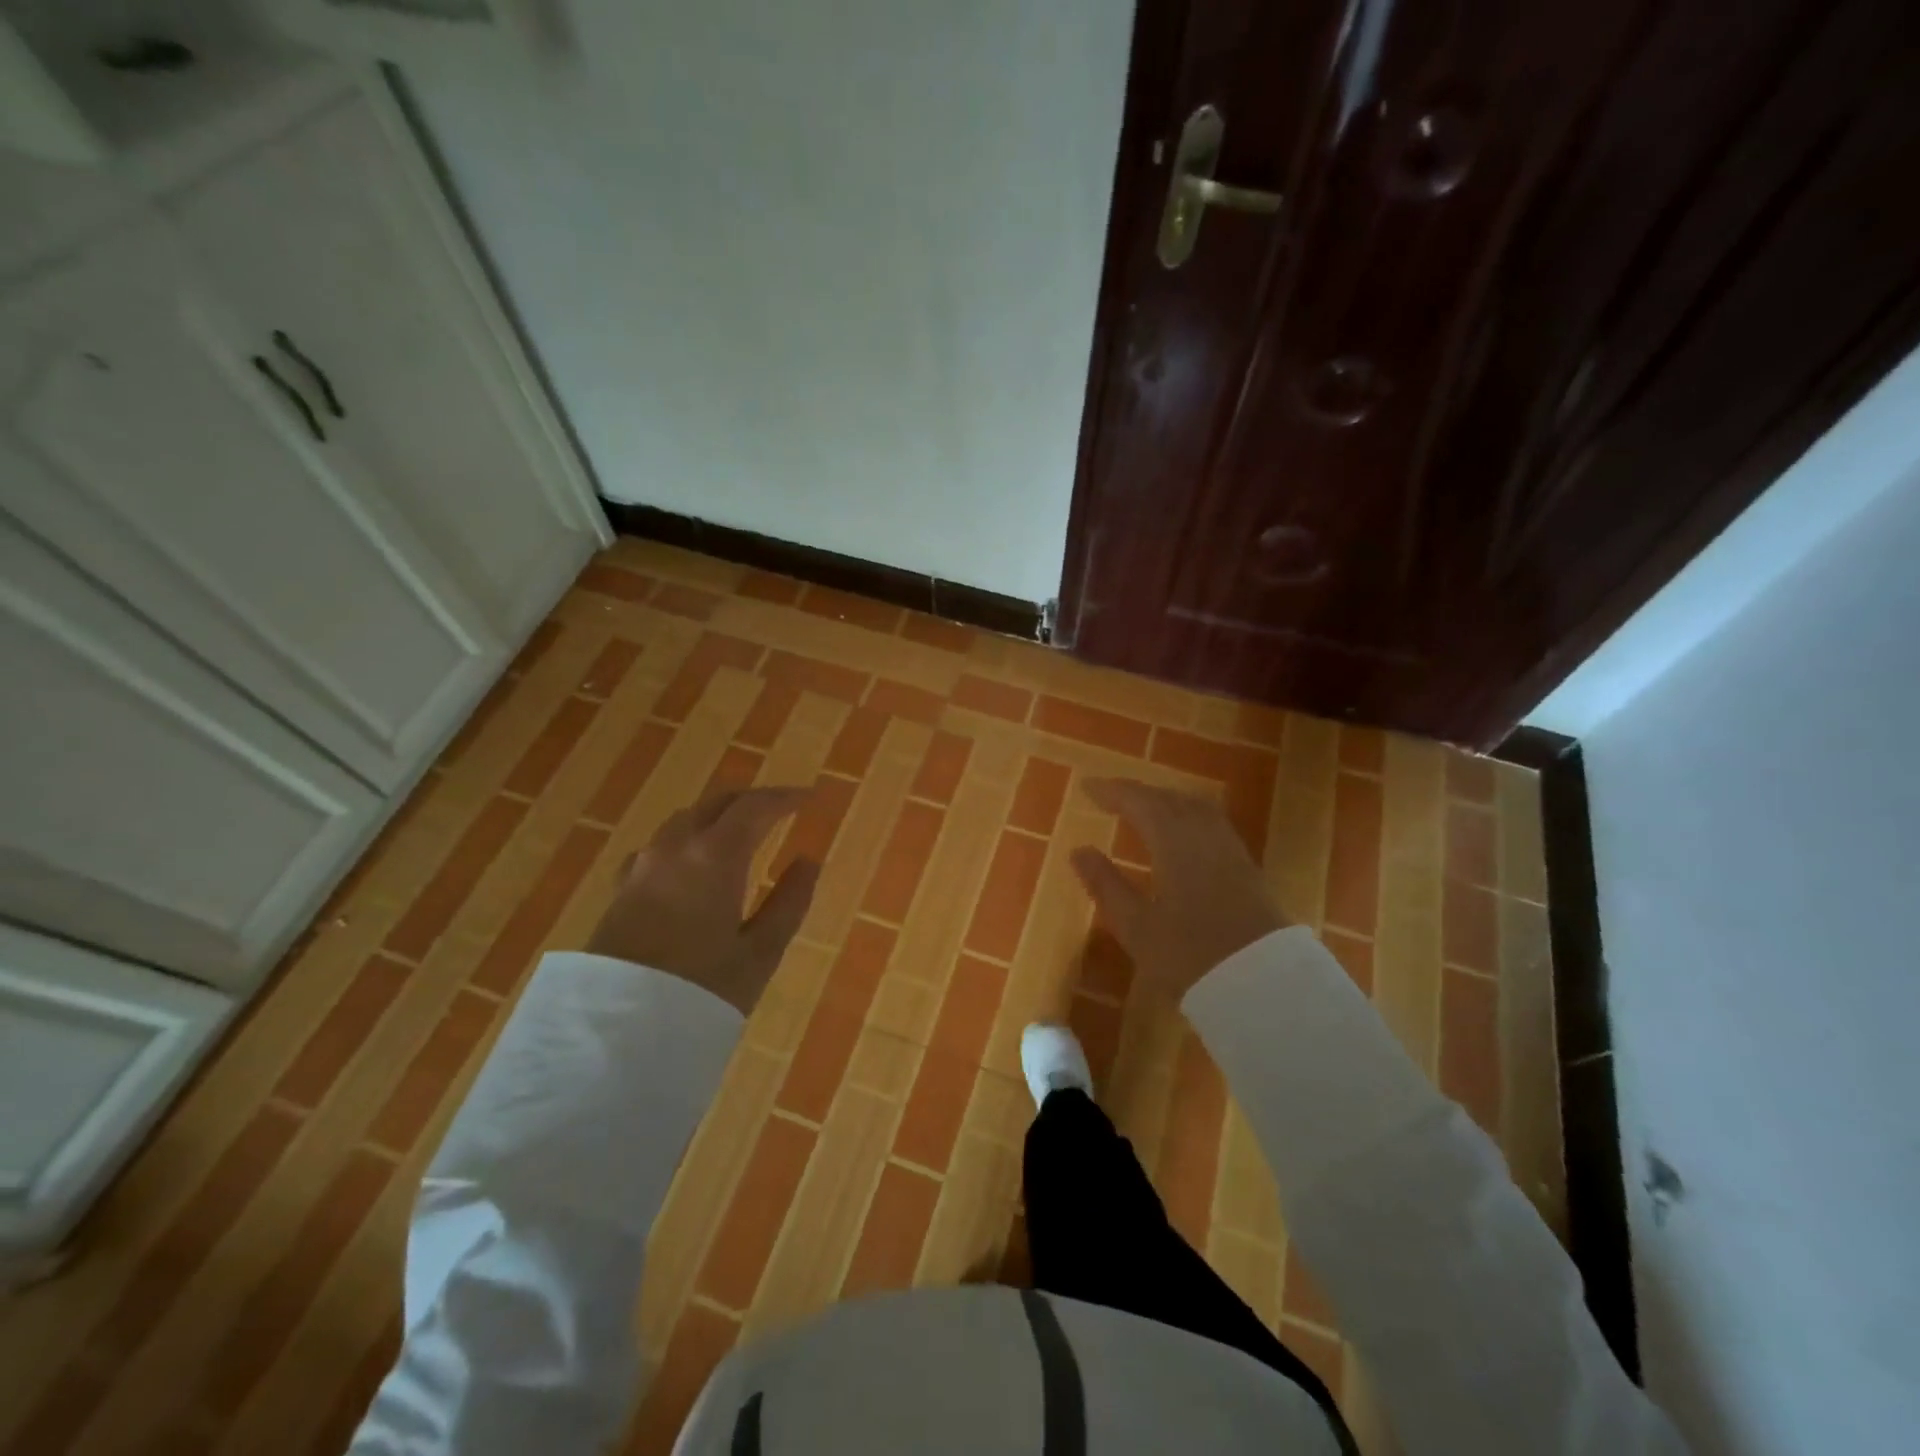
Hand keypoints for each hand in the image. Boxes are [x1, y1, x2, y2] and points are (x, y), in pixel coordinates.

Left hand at [586, 787, 818, 1014]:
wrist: (617, 1032)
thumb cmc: (701, 991)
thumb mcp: (760, 953)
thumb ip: (789, 902)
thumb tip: (808, 862)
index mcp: (714, 856)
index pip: (754, 807)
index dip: (784, 797)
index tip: (809, 797)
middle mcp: (675, 848)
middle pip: (716, 804)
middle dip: (751, 800)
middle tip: (780, 808)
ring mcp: (642, 867)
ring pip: (685, 820)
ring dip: (718, 815)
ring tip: (742, 831)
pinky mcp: (622, 889)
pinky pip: (661, 845)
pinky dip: (688, 838)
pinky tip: (692, 861)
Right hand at [1071, 778, 1290, 1001]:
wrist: (1264, 985)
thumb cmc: (1190, 956)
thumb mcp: (1136, 926)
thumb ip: (1106, 884)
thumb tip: (1079, 850)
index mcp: (1174, 842)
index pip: (1139, 802)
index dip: (1112, 792)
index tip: (1087, 788)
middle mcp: (1204, 835)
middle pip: (1169, 799)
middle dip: (1137, 793)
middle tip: (1110, 796)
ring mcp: (1230, 849)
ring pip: (1195, 807)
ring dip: (1165, 800)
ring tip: (1142, 809)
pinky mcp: (1246, 866)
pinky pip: (1211, 823)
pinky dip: (1186, 815)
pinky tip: (1181, 833)